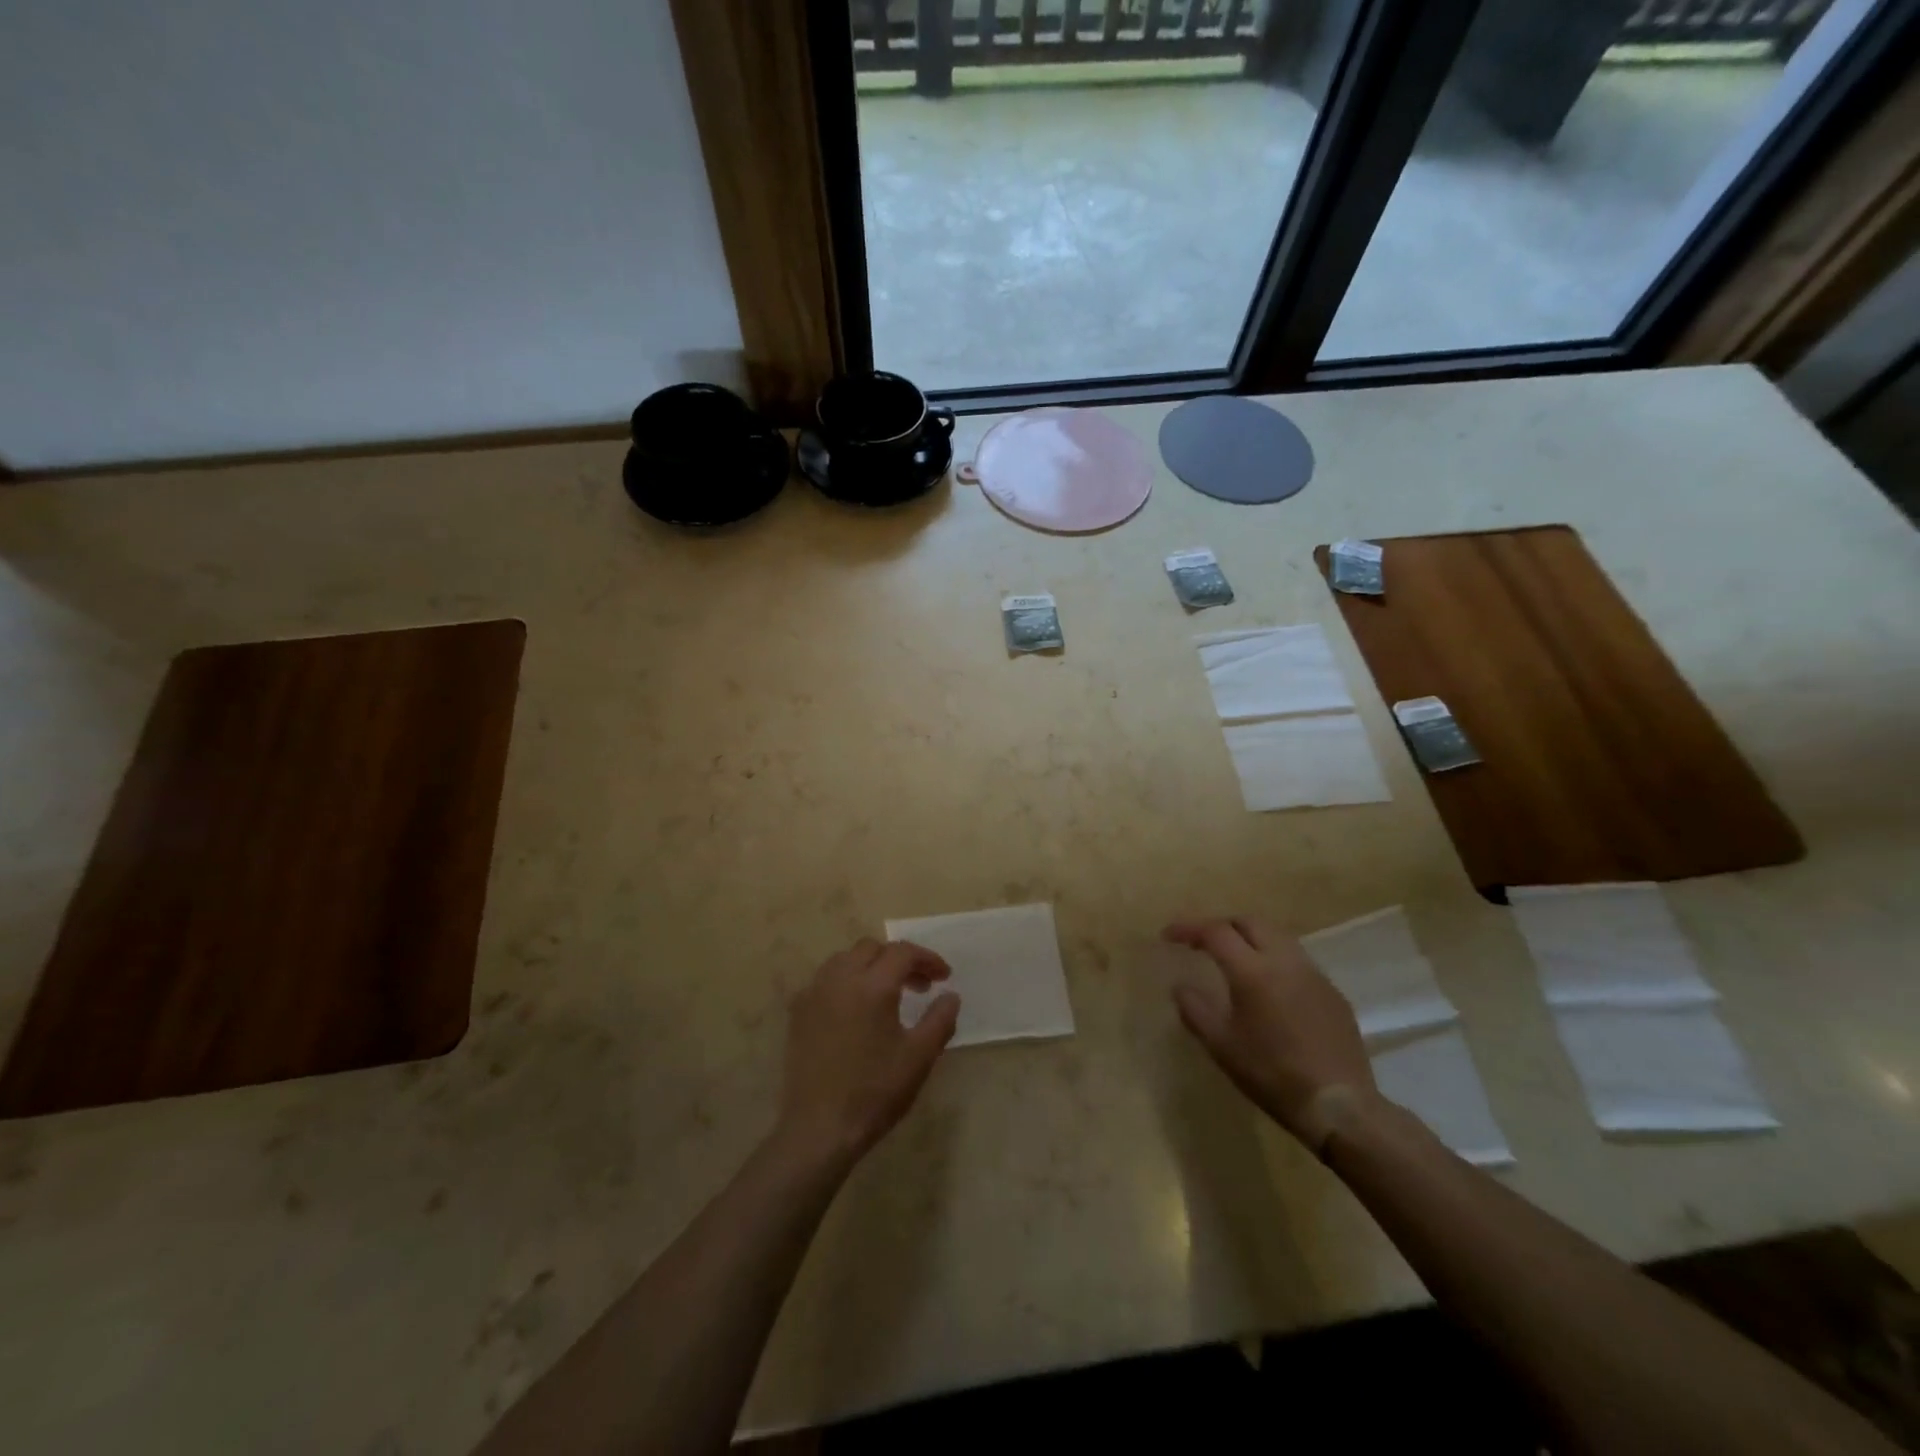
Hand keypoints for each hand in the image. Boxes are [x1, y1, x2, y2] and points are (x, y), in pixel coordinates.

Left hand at [775, 938, 959, 1170]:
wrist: (820, 1129)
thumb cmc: (875, 1091)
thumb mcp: (919, 1057)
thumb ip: (940, 1020)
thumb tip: (950, 996)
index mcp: (872, 985)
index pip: (902, 953)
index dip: (927, 959)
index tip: (944, 978)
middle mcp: (840, 978)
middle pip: (872, 949)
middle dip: (899, 960)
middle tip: (920, 986)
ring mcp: (814, 993)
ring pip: (845, 959)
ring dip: (871, 966)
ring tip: (888, 993)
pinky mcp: (798, 1012)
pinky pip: (825, 980)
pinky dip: (846, 981)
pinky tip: (855, 1009)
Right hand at [1164, 917, 1376, 1152]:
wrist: (1340, 1106)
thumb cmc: (1272, 1075)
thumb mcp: (1222, 1046)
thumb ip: (1195, 1010)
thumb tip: (1180, 987)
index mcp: (1252, 971)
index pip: (1215, 932)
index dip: (1188, 928)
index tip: (1168, 936)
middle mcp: (1284, 961)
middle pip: (1249, 922)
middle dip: (1221, 925)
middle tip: (1201, 942)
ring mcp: (1313, 974)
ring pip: (1277, 936)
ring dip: (1250, 938)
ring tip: (1234, 958)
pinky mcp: (1332, 992)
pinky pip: (1298, 960)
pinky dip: (1274, 959)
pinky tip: (1270, 987)